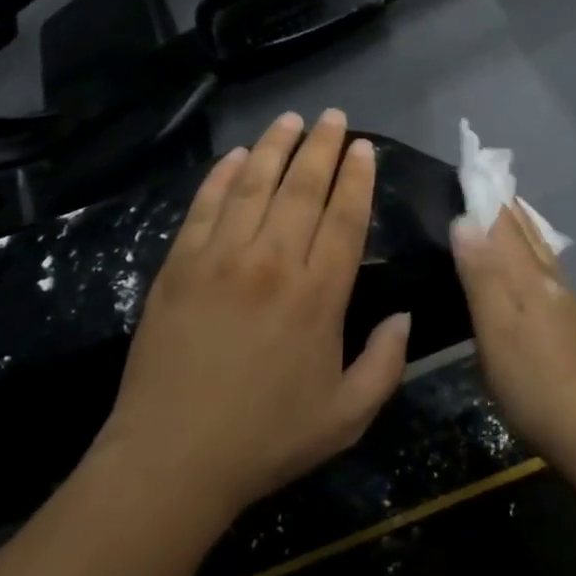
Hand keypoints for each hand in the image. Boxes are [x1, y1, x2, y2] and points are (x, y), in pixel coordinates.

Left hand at [99, 110, 411, 521]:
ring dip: (275, 147)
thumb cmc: (265, 440)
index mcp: (317, 296)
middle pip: (302, 189)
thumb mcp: (346, 417)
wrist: (171, 459)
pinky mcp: (179, 264)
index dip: (356, 178)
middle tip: (333, 116)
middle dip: (321, 147)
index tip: (362, 147)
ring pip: (254, 185)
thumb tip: (405, 316)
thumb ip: (385, 364)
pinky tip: (236, 156)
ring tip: (291, 119)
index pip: (344, 218)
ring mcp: (220, 258)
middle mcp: (272, 262)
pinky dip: (222, 176)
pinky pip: (205, 206)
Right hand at [452, 205, 575, 466]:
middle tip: (483, 180)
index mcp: (529, 276)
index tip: (470, 166)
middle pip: (526, 231)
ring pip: (539, 249)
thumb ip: (482, 275)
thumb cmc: (534, 382)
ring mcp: (564, 302)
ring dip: (519, 226)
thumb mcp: (497, 330)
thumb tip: (464, 220)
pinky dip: (529, 251)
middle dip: (504, 205)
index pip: (504, 223)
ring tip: (502, 210)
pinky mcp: (569, 324)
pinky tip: (525, 264)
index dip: (486, 196)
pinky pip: (543, 269)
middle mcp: (550, 279)